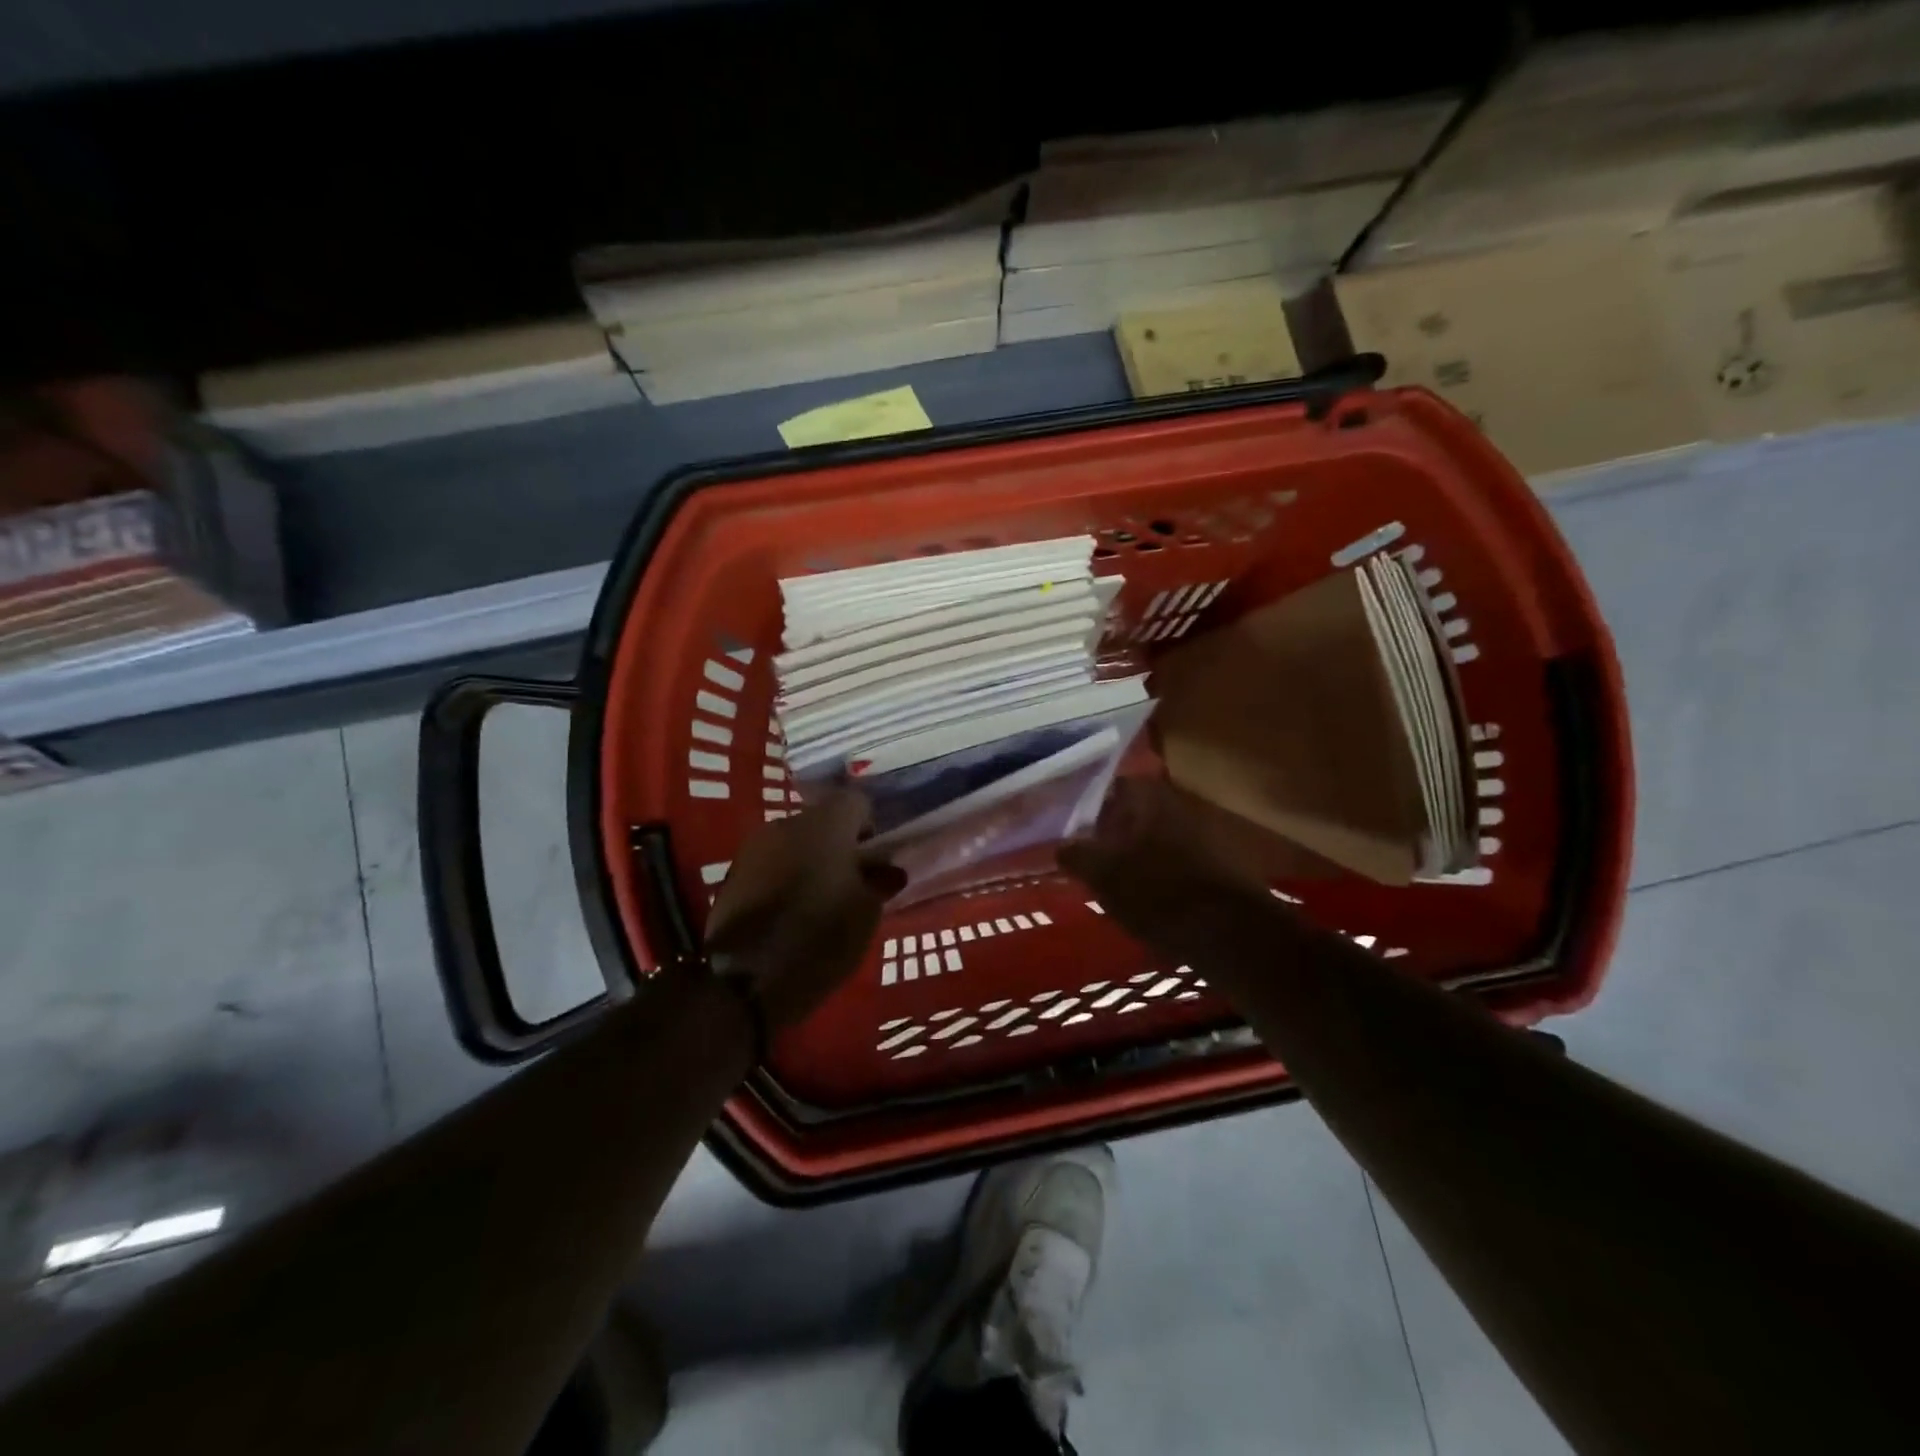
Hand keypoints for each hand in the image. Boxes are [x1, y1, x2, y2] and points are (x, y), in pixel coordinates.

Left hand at [705, 789, 905, 1028]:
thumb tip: (886, 871)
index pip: (857, 803)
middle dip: (837, 846)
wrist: (747, 977)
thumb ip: (879, 883)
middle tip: (850, 883)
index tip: (874, 861)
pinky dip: (782, 880)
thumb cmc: (822, 936)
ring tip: (818, 902)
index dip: (869, 828)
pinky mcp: (732, 875)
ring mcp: (754, 848)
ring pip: (793, 844)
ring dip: (808, 862)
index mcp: (826, 823)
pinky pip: (769, 866)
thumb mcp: (867, 912)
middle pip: (821, 823)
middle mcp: (787, 824)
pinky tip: (789, 914)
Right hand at [1058, 777, 1272, 951]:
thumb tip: (1061, 846)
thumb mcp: (1103, 874)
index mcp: (1145, 795)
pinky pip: (1171, 860)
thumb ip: (1077, 854)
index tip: (1069, 831)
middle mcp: (1174, 802)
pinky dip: (1155, 873)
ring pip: (1150, 837)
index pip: (1106, 787)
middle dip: (1109, 833)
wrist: (1231, 931)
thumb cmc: (1157, 891)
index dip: (1085, 807)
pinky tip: (1143, 898)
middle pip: (1129, 813)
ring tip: (1110, 883)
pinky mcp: (1213, 862)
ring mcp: (1198, 831)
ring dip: (1132, 855)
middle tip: (1086, 859)